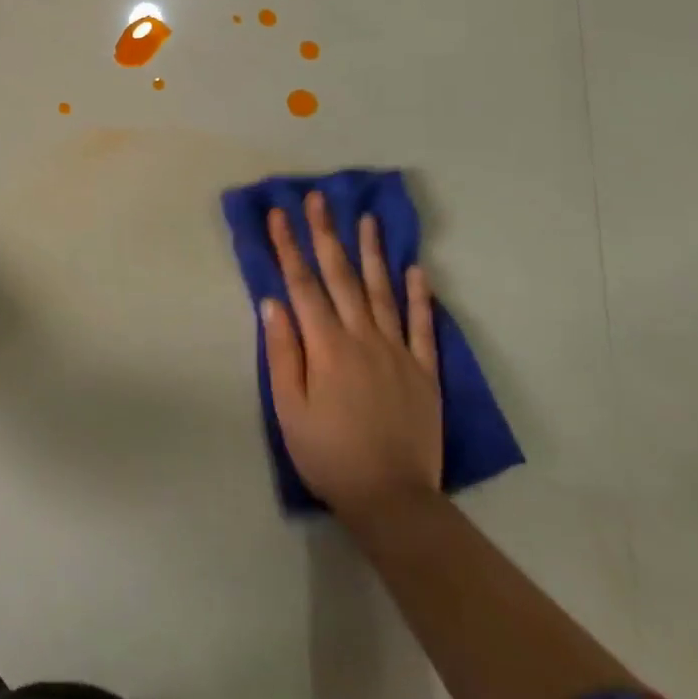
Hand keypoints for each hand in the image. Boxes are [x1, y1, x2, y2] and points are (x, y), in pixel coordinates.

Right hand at [259, 193, 441, 523]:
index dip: (289, 246)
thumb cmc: (328, 453)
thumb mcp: (289, 407)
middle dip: (326, 233)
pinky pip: (423, 326)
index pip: (302, 284)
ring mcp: (398, 352)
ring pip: (383, 291)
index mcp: (326, 346)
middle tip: (318, 199)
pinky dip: (421, 296)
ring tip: (366, 218)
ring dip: (372, 252)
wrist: (392, 499)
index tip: (279, 214)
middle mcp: (363, 338)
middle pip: (341, 276)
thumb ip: (282, 351)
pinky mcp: (425, 371)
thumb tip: (272, 303)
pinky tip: (417, 269)